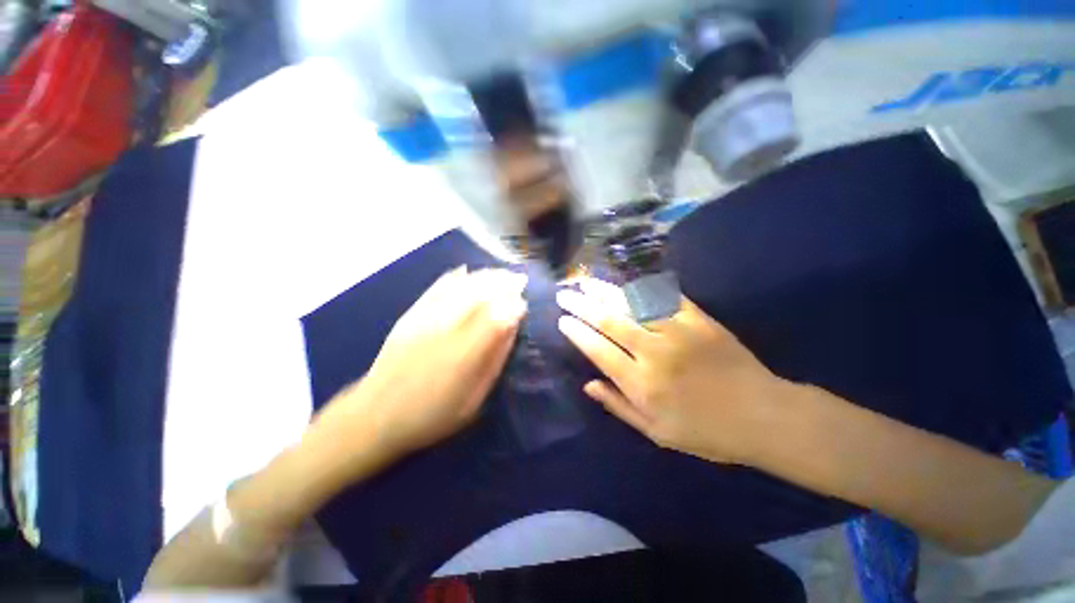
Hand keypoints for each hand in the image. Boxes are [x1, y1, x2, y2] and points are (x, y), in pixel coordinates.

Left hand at [314, 266, 527, 465]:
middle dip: (502, 283)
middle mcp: (446, 329)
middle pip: (480, 295)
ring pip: (460, 287)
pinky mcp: (409, 315)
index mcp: (466, 354)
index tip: (524, 302)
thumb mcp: (474, 398)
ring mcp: (425, 319)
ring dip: (483, 277)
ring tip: (498, 273)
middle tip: (517, 279)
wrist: (375, 415)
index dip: (513, 305)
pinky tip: (465, 272)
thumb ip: (494, 360)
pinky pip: (435, 288)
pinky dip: (453, 277)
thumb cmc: (433, 414)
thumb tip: (511, 328)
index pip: (497, 317)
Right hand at [556, 277, 789, 464]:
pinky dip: (640, 288)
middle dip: (582, 305)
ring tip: (585, 282)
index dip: (577, 332)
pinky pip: (664, 297)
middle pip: (609, 320)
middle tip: (565, 294)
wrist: (763, 415)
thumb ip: (618, 406)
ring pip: (631, 303)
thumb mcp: (657, 432)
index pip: (598, 349)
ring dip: (604, 291)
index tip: (562, 320)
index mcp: (641, 383)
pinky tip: (625, 282)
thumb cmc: (706, 431)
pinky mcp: (698, 318)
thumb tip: (588, 385)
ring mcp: (677, 331)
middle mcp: (654, 352)